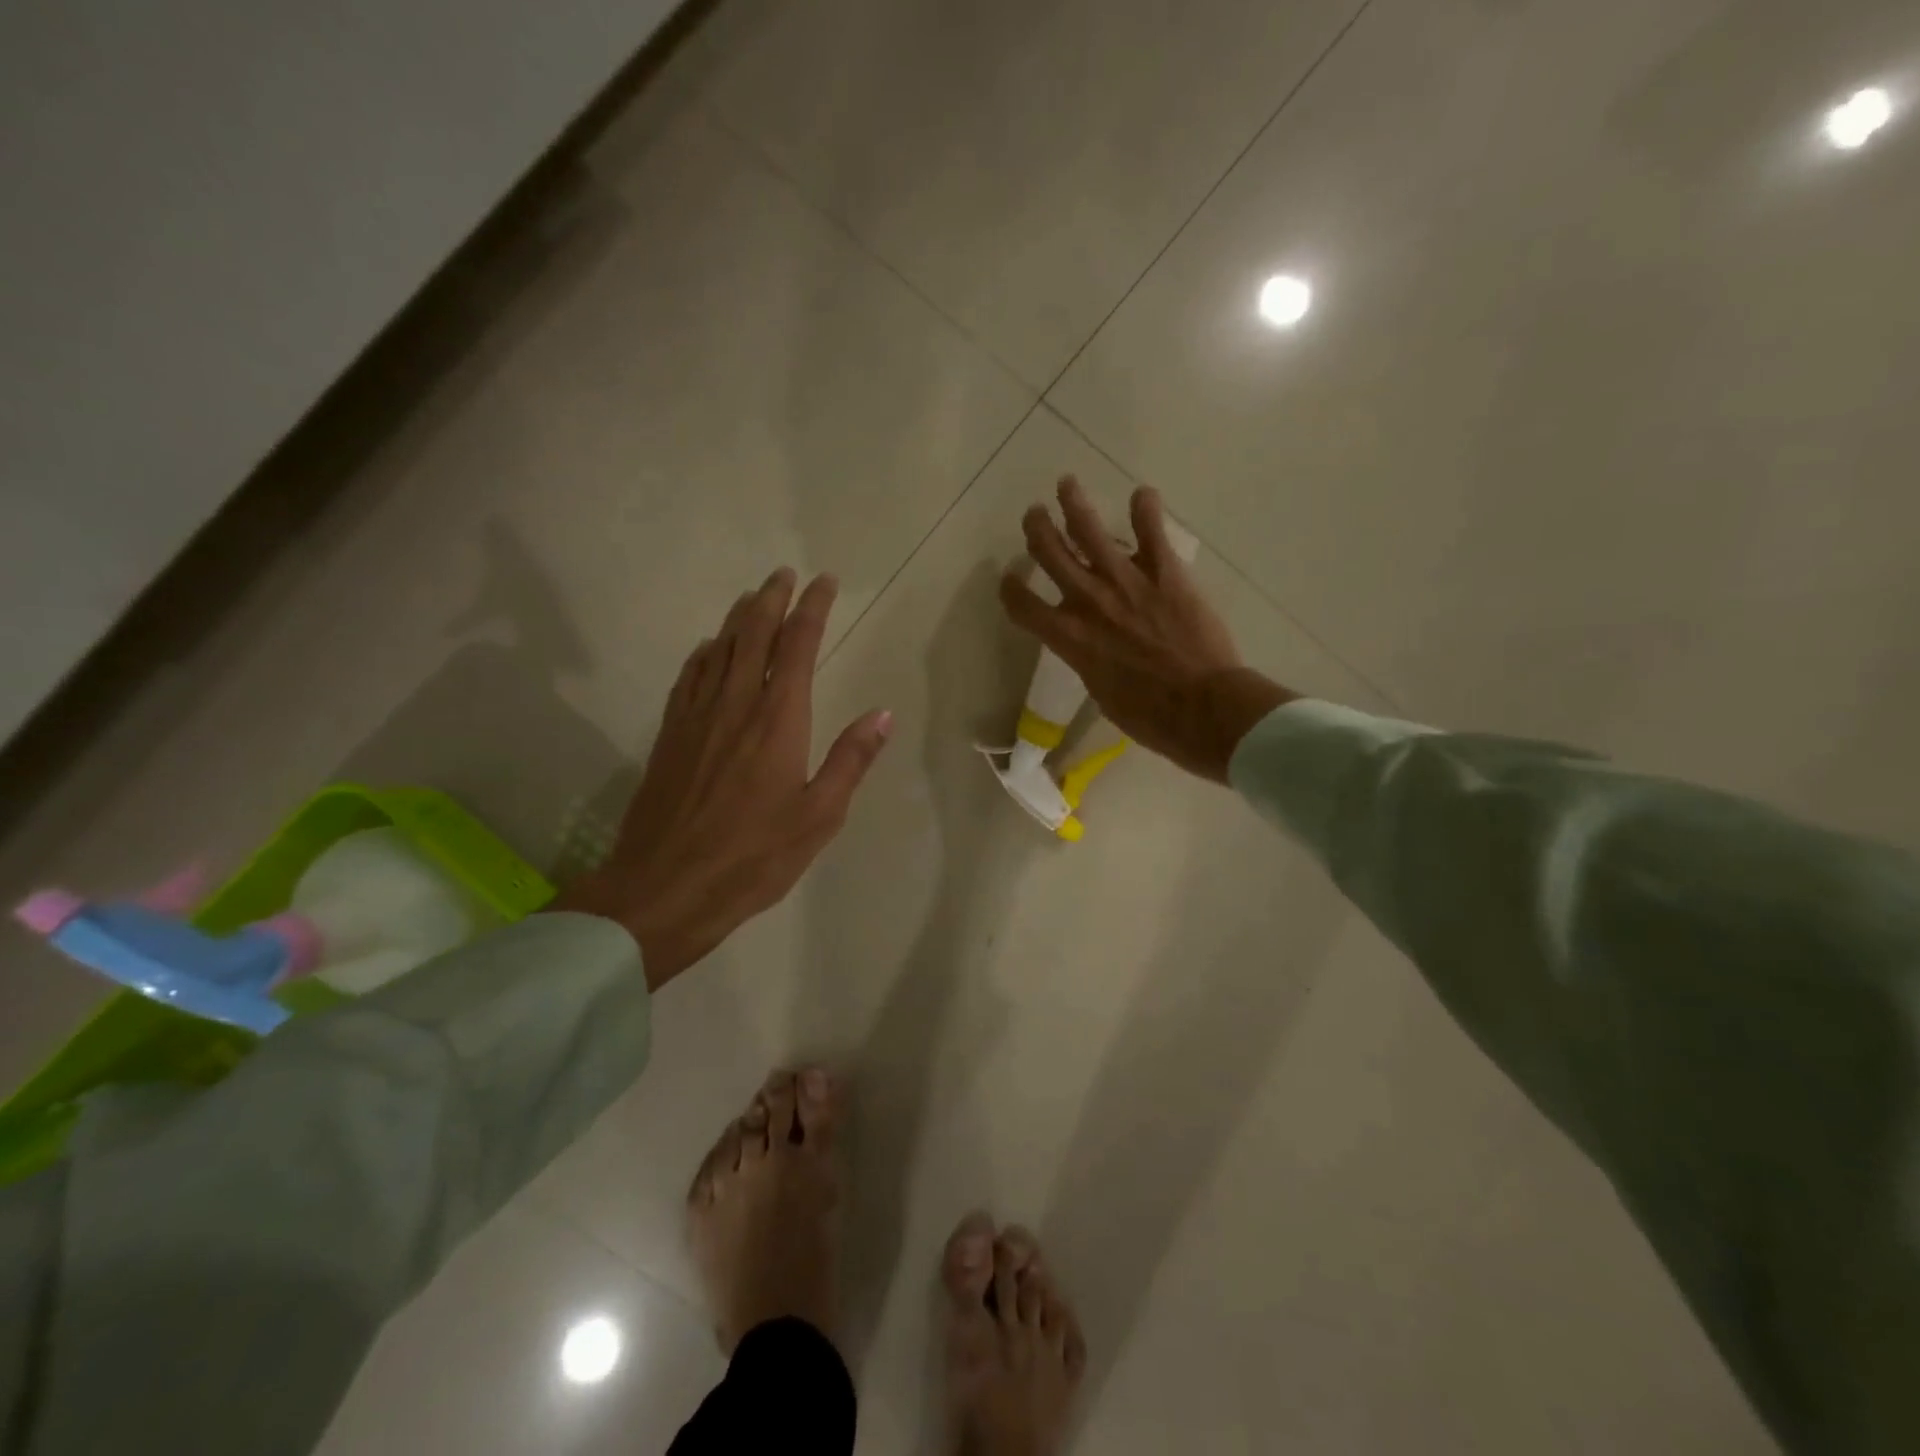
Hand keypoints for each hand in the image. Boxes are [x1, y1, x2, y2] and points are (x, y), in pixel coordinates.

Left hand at [554, 569, 890, 989]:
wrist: (665, 887)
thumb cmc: (754, 856)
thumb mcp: (820, 815)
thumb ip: (850, 760)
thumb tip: (882, 713)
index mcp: (778, 719)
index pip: (798, 646)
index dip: (813, 608)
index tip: (824, 581)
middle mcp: (736, 704)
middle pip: (752, 634)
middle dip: (771, 599)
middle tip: (784, 574)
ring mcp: (696, 717)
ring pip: (717, 649)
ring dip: (737, 617)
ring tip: (752, 597)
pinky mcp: (670, 735)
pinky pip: (689, 677)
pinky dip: (703, 653)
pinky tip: (707, 648)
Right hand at [999, 478, 1294, 782]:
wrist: (1202, 707)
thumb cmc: (1149, 715)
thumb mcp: (1102, 692)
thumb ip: (1089, 659)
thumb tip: (1093, 647)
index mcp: (1068, 637)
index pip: (1023, 605)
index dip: (1010, 589)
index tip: (1008, 579)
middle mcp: (1088, 600)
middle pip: (1049, 552)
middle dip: (1037, 529)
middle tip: (1034, 514)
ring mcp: (1126, 580)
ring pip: (1089, 529)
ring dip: (1074, 503)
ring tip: (1066, 484)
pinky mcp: (1165, 571)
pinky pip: (1151, 529)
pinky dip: (1146, 507)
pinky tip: (1142, 494)